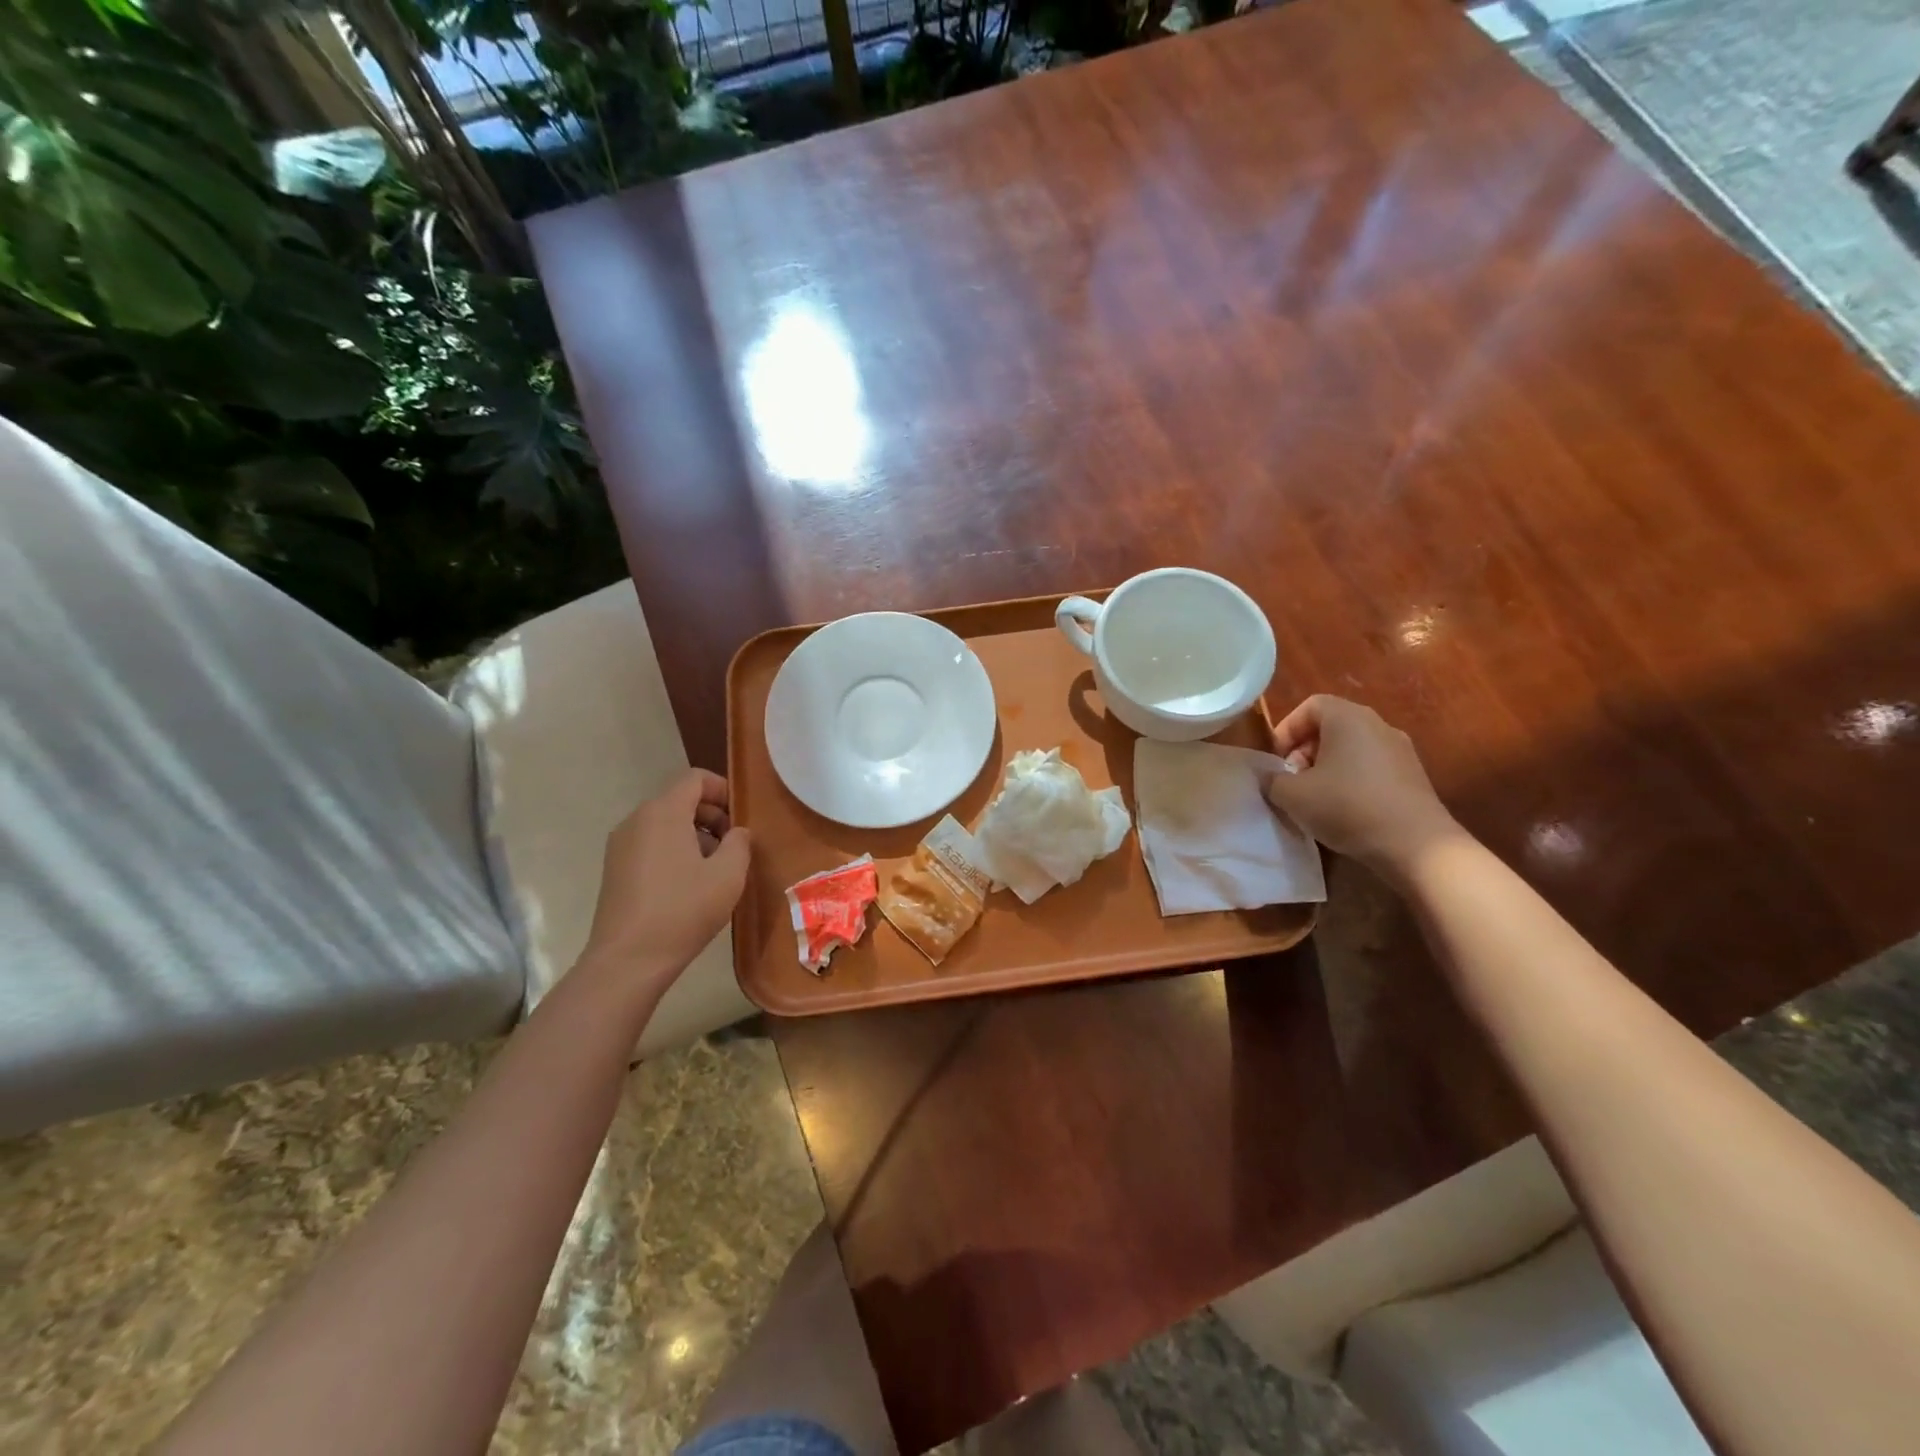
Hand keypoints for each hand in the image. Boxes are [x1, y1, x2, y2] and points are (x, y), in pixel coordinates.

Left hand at [580, 768, 751, 991]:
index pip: (695, 779)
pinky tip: (689, 885)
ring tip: (714, 869)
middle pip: (680, 800)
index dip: (723, 790)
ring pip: (665, 823)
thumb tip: (736, 833)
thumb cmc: (683, 910)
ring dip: (694, 835)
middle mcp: (636, 820)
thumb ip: (739, 843)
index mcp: (663, 812)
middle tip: (733, 846)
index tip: (741, 817)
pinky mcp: (615, 869)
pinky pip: (650, 844)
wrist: (628, 960)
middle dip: (711, 815)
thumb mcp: (728, 875)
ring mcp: (621, 845)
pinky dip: (674, 851)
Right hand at [1262, 695, 1463, 877]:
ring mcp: (1401, 750)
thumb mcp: (1292, 795)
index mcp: (1348, 718)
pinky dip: (1352, 780)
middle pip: (1332, 726)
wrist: (1416, 846)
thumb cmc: (1347, 807)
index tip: (1277, 760)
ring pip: (1352, 748)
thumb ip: (1272, 780)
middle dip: (1305, 750)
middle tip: (1293, 780)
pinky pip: (1372, 767)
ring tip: (1316, 798)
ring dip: (1328, 767)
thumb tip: (1272, 777)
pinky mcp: (1413, 776)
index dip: (1286, 729)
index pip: (1310, 706)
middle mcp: (1378, 725)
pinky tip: (1345, 810)